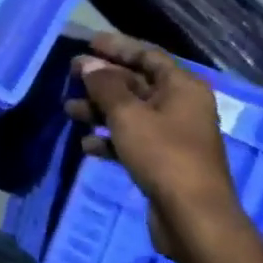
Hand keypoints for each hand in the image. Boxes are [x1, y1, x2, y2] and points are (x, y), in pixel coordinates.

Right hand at [63, 33, 245, 260]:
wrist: (194, 219)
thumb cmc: (163, 155)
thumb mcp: (128, 114)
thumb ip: (105, 85)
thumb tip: (89, 64)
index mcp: (182, 88)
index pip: (147, 56)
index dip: (117, 47)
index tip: (88, 43)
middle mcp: (180, 107)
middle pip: (136, 83)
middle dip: (102, 80)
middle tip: (70, 75)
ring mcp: (173, 136)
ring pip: (130, 113)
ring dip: (99, 110)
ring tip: (69, 111)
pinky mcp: (163, 162)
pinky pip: (131, 140)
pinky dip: (109, 139)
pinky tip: (87, 145)